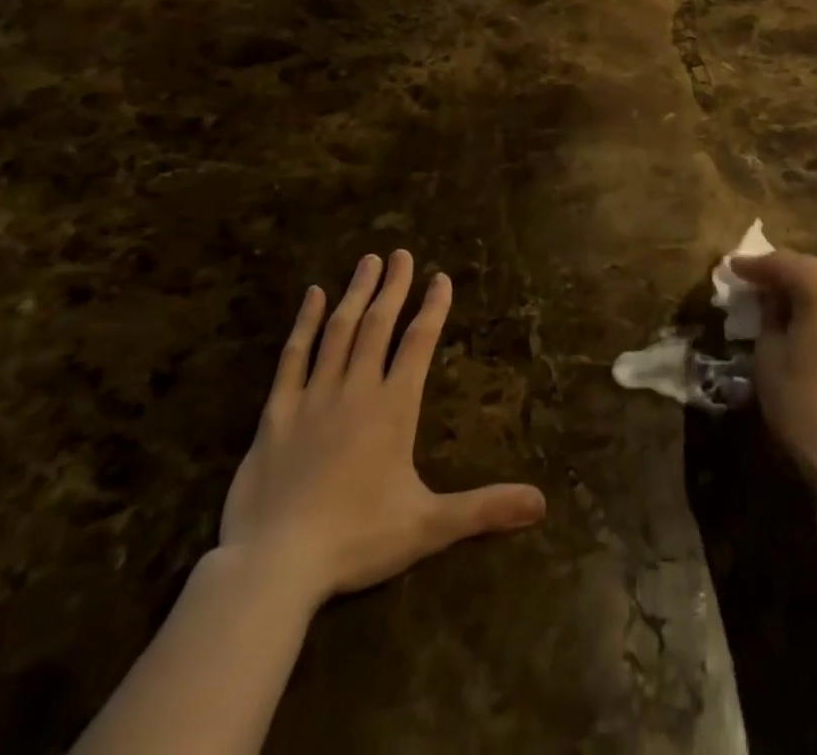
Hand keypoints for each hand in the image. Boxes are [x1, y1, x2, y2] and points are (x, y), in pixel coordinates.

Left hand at [219, 251, 545, 607]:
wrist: (275, 563)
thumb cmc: (356, 540)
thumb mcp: (428, 527)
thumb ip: (484, 509)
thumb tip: (541, 504)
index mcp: (393, 408)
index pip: (419, 343)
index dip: (432, 308)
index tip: (441, 277)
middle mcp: (356, 390)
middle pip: (378, 325)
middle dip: (393, 287)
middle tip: (401, 253)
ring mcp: (313, 396)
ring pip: (338, 331)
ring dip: (356, 294)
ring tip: (368, 262)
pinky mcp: (277, 412)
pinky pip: (293, 357)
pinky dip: (305, 323)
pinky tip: (312, 296)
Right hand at [731, 250, 816, 499]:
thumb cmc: (806, 406)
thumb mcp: (769, 355)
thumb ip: (767, 314)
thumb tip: (770, 297)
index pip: (780, 263)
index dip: (752, 267)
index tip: (733, 270)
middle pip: (812, 269)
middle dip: (784, 277)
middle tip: (759, 291)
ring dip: (813, 290)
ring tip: (790, 308)